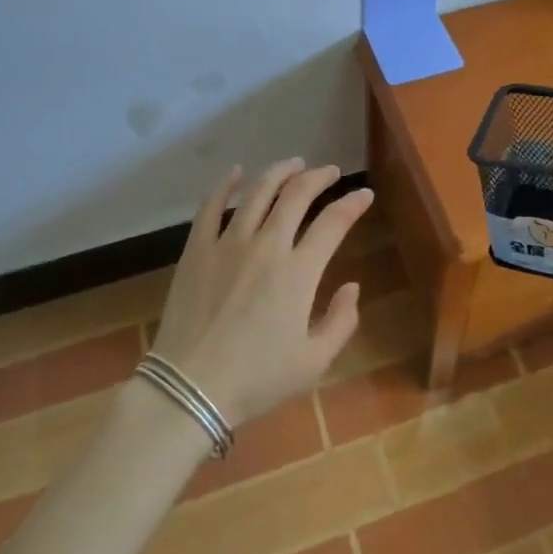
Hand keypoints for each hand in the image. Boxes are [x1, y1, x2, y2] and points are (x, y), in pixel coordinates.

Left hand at [148, 160, 371, 428]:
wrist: (188, 389)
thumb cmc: (256, 380)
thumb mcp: (313, 363)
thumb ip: (341, 322)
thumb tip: (352, 287)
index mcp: (299, 272)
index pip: (333, 222)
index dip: (353, 204)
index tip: (364, 194)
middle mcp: (267, 245)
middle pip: (297, 195)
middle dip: (318, 177)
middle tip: (330, 171)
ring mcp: (228, 242)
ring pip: (258, 192)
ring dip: (279, 172)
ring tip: (294, 164)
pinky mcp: (197, 249)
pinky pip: (211, 206)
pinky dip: (226, 184)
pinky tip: (236, 173)